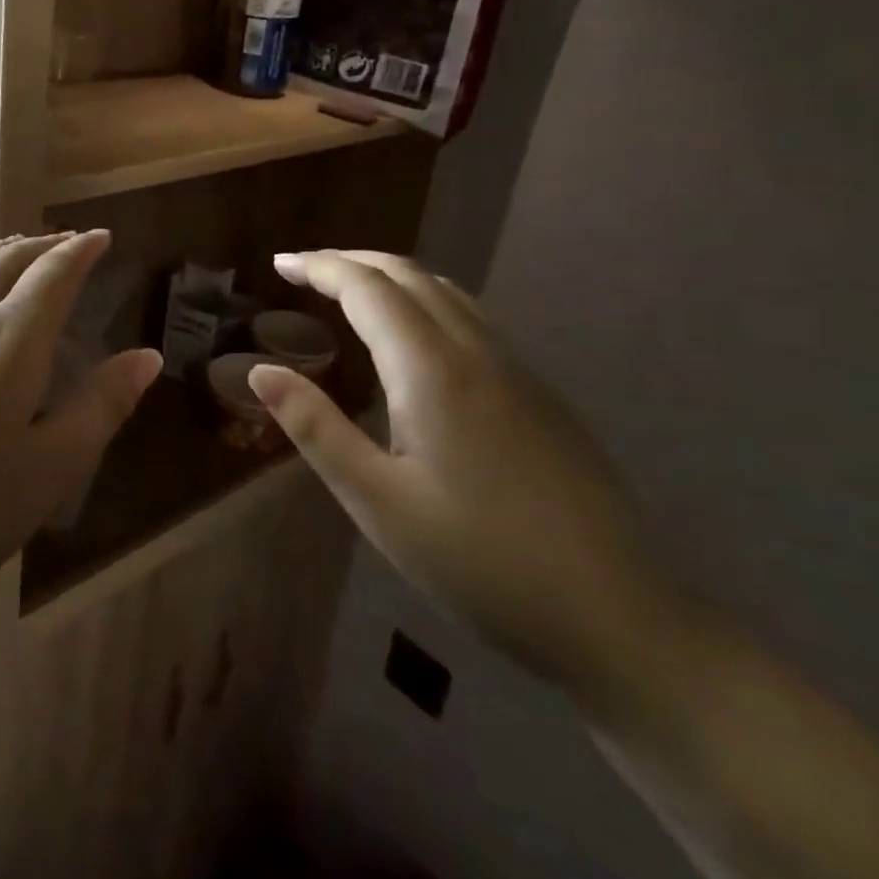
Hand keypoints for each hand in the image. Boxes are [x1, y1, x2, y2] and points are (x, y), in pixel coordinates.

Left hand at [0, 230, 160, 627]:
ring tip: (14, 249)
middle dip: (41, 245)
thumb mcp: (51, 469)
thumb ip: (102, 405)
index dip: (80, 250)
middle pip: (5, 261)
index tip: (100, 236)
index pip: (54, 273)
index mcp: (10, 339)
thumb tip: (147, 355)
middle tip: (64, 242)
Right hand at [249, 251, 686, 704]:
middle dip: (352, 261)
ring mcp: (517, 371)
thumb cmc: (479, 562)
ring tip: (350, 290)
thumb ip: (316, 428)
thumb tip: (261, 371)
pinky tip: (415, 337)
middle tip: (305, 270)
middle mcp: (476, 352)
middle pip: (409, 276)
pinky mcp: (540, 395)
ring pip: (446, 292)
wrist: (617, 617)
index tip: (279, 262)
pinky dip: (426, 301)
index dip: (320, 267)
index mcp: (432, 370)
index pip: (367, 289)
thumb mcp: (378, 501)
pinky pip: (472, 318)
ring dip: (391, 277)